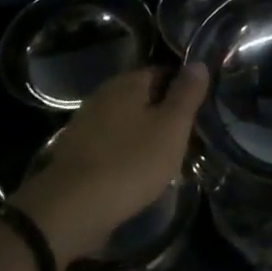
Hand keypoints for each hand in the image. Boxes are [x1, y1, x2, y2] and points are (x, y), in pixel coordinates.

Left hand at [11, 64, 207, 268]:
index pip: (162, 72)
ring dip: (144, 135)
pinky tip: (136, 173)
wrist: (72, 207)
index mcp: (127, 82)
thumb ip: (186, 94)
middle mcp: (103, 94)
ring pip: (126, 121)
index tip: (198, 110)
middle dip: (163, 114)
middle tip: (185, 137)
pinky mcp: (77, 151)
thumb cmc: (130, 162)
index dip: (183, 89)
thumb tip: (198, 63)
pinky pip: (111, 143)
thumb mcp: (171, 127)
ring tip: (165, 159)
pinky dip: (126, 153)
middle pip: (142, 97)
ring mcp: (86, 123)